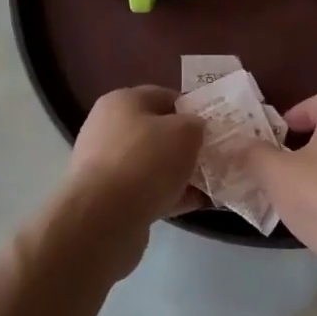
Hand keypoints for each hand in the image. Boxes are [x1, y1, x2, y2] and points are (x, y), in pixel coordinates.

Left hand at [57, 87, 205, 270]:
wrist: (104, 219)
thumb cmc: (146, 161)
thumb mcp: (185, 132)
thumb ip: (196, 125)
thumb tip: (194, 131)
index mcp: (122, 101)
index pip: (164, 96)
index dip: (191, 109)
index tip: (213, 127)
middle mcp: (108, 129)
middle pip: (157, 132)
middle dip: (186, 145)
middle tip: (212, 157)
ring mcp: (105, 166)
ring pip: (152, 164)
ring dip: (179, 174)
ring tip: (209, 185)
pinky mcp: (107, 199)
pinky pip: (145, 191)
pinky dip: (168, 196)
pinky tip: (193, 205)